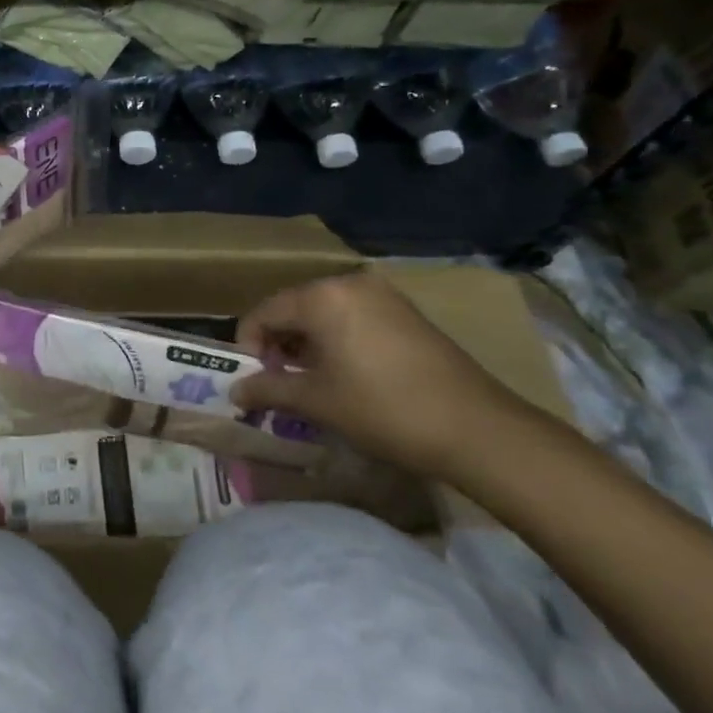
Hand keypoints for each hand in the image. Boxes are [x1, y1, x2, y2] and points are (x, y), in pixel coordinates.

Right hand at [228, 271, 520, 479]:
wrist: (477, 428)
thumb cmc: (383, 409)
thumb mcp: (318, 402)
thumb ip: (269, 390)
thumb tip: (235, 391)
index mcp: (321, 296)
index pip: (264, 312)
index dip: (249, 345)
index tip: (253, 380)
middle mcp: (348, 284)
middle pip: (294, 307)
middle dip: (279, 343)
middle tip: (280, 382)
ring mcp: (382, 294)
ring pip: (325, 312)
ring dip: (308, 342)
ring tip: (312, 381)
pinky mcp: (406, 312)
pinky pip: (354, 316)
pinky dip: (338, 339)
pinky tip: (347, 373)